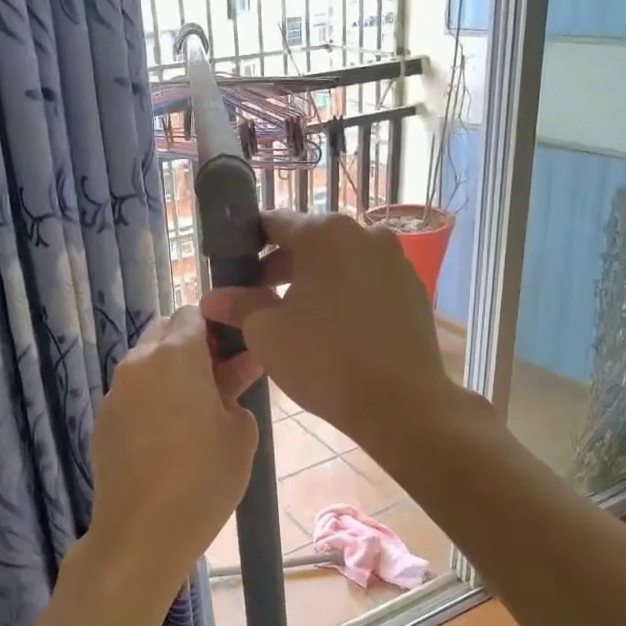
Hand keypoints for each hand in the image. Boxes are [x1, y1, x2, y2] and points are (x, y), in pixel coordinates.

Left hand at [86, 307, 259, 597]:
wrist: (141, 533)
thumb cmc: (203, 478)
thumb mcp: (240, 432)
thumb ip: (238, 390)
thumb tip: (234, 373)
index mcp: (174, 355)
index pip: (193, 312)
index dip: (216, 325)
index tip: (235, 351)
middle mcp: (138, 363)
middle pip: (165, 333)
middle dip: (192, 346)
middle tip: (220, 379)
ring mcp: (115, 393)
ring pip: (147, 364)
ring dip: (171, 373)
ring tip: (197, 410)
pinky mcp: (103, 421)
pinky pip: (132, 394)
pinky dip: (152, 399)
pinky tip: (169, 436)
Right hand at [201, 212, 457, 450]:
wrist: (401, 403)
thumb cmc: (324, 360)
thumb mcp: (267, 332)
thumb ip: (239, 305)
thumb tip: (212, 298)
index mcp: (324, 233)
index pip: (274, 222)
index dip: (248, 244)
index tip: (234, 271)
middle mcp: (364, 233)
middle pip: (310, 241)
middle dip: (281, 267)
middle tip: (258, 300)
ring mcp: (395, 260)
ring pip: (341, 262)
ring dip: (315, 281)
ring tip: (296, 318)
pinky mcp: (413, 289)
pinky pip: (368, 282)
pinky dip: (346, 295)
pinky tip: (336, 330)